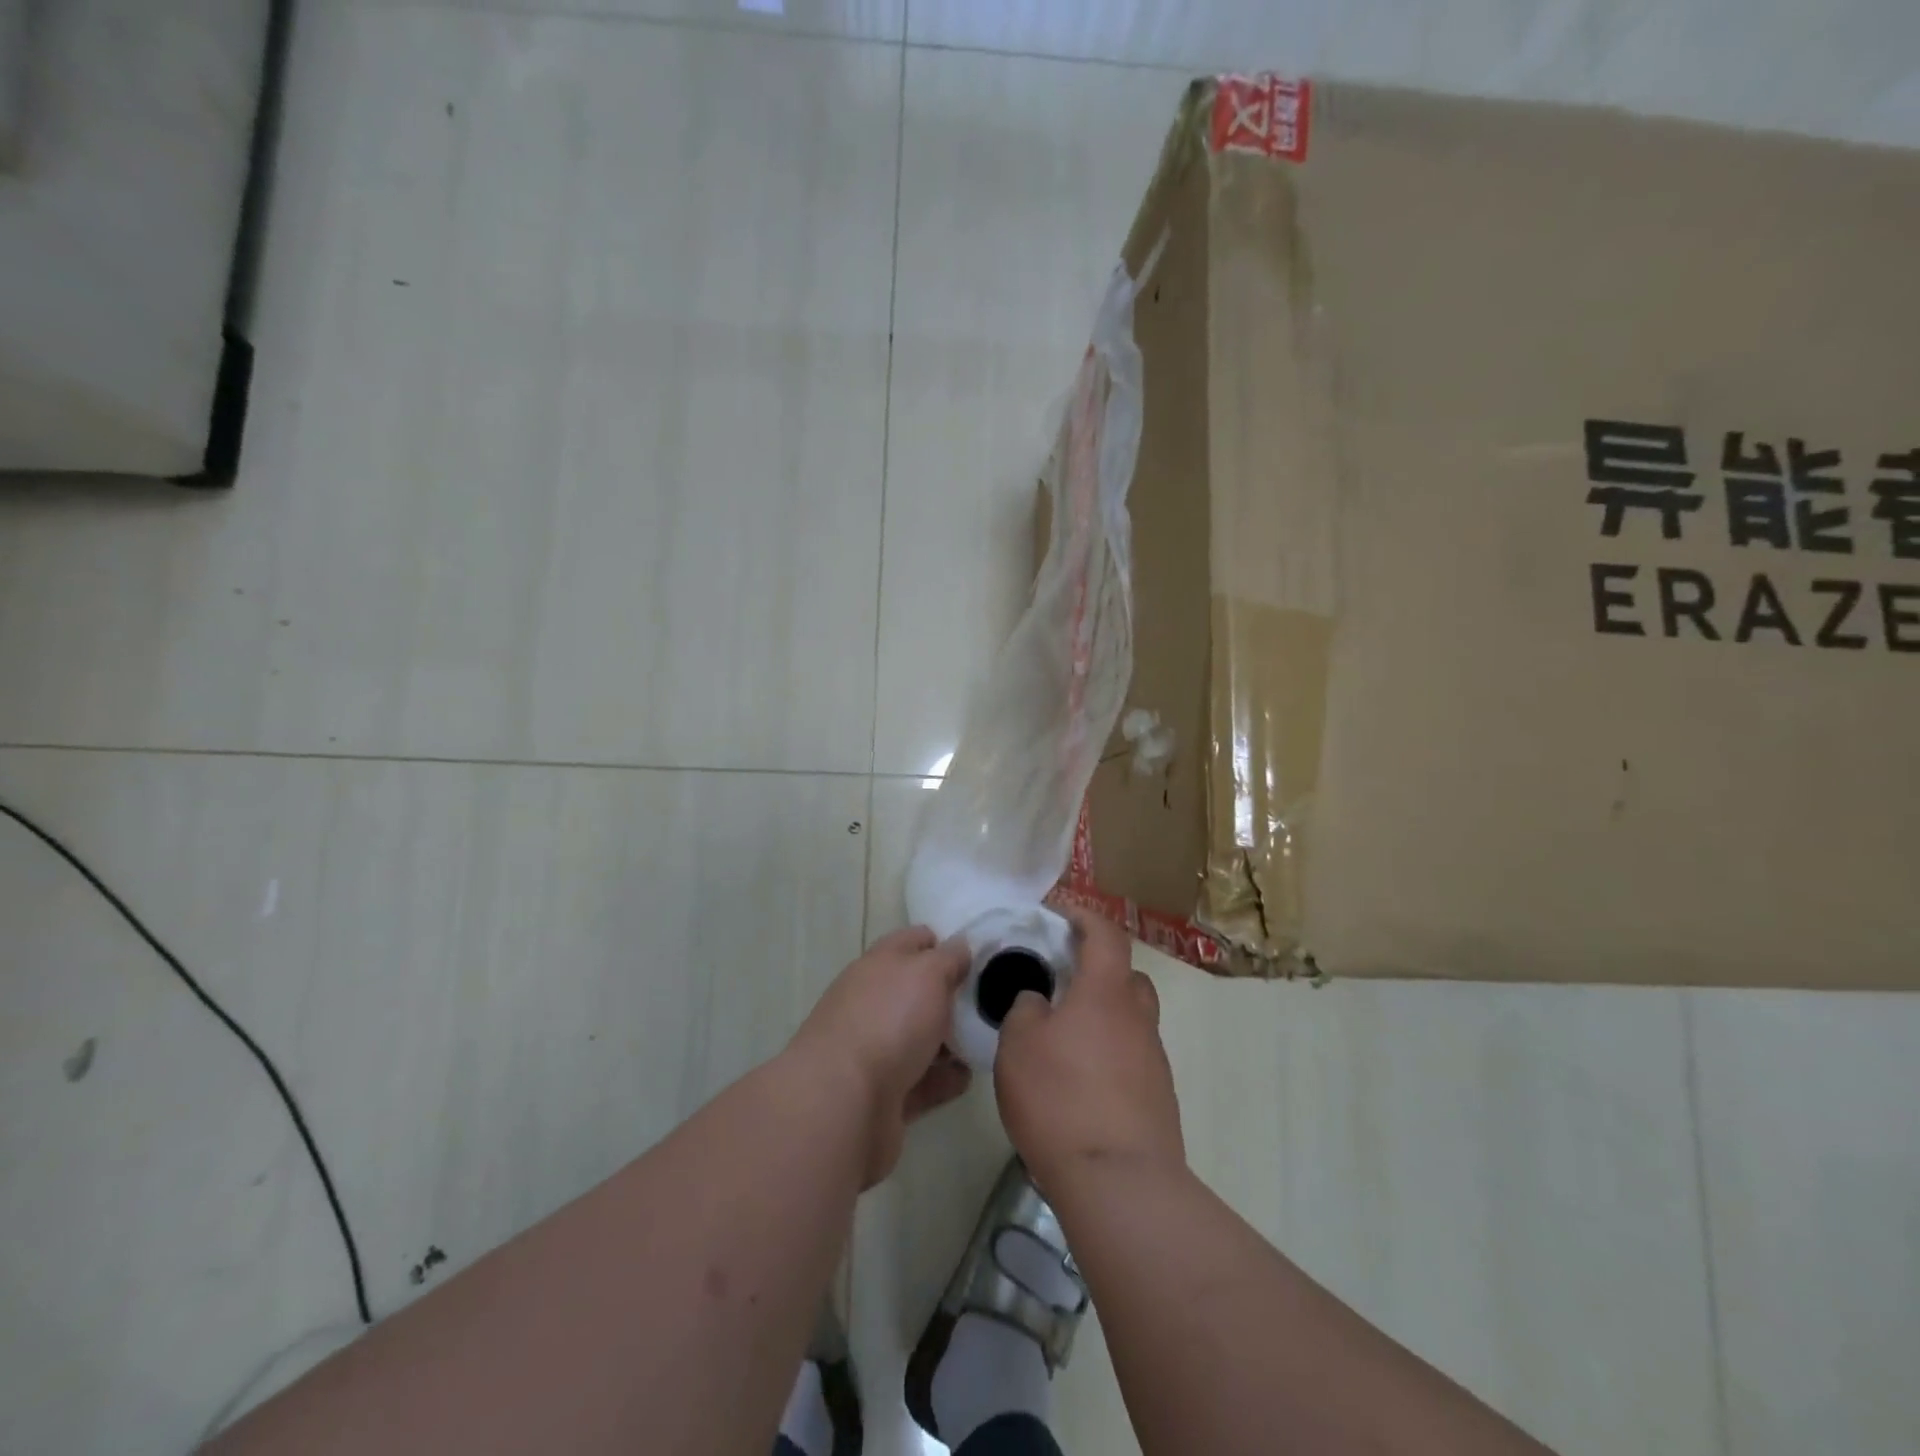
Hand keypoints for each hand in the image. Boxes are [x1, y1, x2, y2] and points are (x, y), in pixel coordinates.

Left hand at [789, 926, 972, 1186]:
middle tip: (991, 1002)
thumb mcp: (928, 973)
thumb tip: (960, 947)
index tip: (978, 956)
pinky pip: (921, 1080)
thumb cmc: (889, 1021)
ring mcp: (874, 1050)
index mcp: (879, 965)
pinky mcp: (883, 1094)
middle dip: (951, 995)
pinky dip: (944, 1079)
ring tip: (985, 1041)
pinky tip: (967, 1077)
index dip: (944, 943)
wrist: (844, 1103)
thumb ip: (949, 958)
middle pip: (917, 991)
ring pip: (919, 1037)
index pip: (914, 941)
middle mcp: (872, 1002)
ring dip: (950, 1040)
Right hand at [994, 907, 1184, 1185]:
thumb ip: (1026, 1010)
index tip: (1058, 912)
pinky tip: (1082, 1079)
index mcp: (1105, 992)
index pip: (1105, 933)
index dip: (1083, 915)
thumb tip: (1040, 1002)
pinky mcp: (1159, 1096)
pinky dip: (1110, 1053)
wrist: (1120, 1181)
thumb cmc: (1060, 1099)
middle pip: (1126, 975)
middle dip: (1098, 968)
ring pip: (1131, 1017)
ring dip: (1104, 1014)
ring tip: (1067, 1035)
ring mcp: (1153, 1058)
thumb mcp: (1018, 1046)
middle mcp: (1138, 1016)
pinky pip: (1132, 1055)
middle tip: (1063, 979)